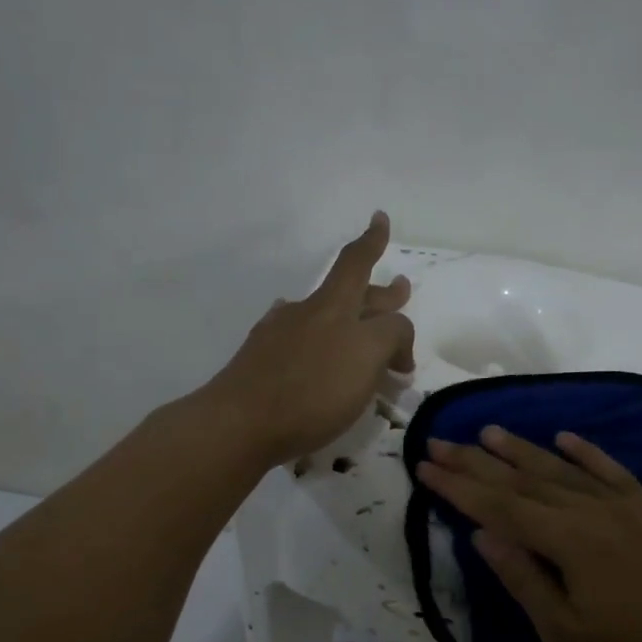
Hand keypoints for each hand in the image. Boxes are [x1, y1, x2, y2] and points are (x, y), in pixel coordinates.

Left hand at [203, 213, 415, 467]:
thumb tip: (395, 339)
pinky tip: (308, 345)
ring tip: (360, 322)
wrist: (241, 423)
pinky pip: (297, 340)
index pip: (357, 264)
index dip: (372, 242)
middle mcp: (307, 313)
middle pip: (347, 293)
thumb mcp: (367, 357)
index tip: (378, 218)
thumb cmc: (312, 391)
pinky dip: (313, 338)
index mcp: (334, 307)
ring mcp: (280, 336)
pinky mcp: (263, 363)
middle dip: (377, 291)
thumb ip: (391, 337)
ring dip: (347, 317)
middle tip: (399, 287)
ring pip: (322, 316)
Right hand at [416, 426, 641, 641]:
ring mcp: (626, 508)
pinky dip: (586, 452)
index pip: (500, 505)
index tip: (425, 466)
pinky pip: (611, 471)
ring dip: (523, 450)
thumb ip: (522, 578)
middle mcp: (594, 511)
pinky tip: (565, 438)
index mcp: (569, 541)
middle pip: (525, 479)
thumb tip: (481, 533)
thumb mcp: (564, 633)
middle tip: (440, 441)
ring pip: (563, 469)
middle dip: (478, 461)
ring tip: (488, 431)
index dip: (459, 486)